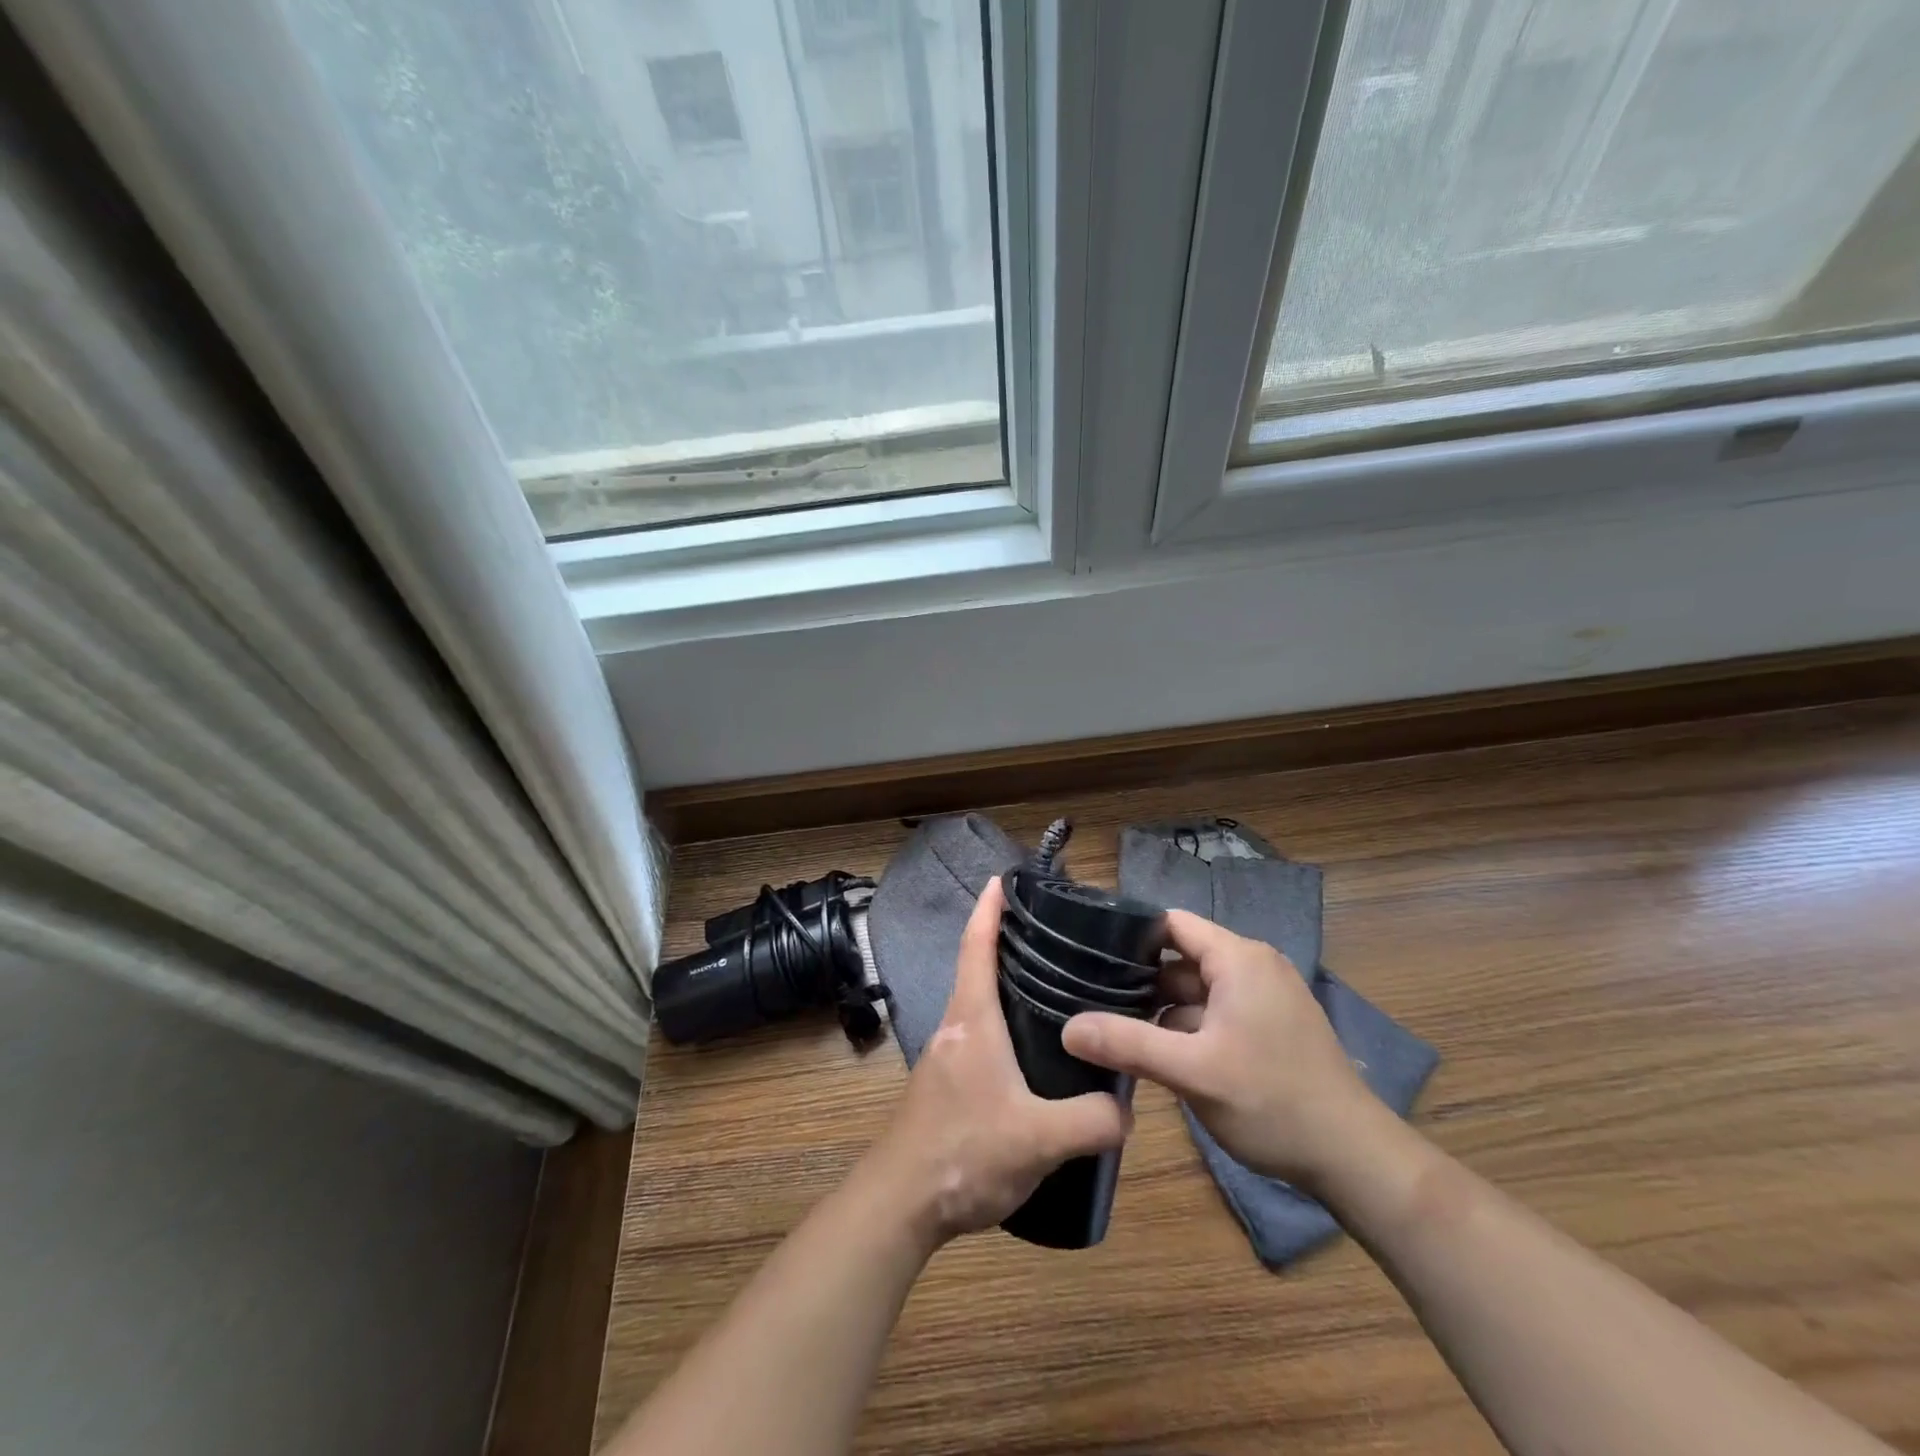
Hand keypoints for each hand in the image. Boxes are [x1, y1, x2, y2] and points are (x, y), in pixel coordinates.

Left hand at [859, 878, 1131, 1244]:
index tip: (1003, 879)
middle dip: (1007, 944)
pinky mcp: (946, 1084)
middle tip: (1054, 935)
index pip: (977, 947)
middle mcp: (955, 1027)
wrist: (899, 1203)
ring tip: (1054, 989)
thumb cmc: (963, 1153)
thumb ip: (1092, 1122)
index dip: (989, 909)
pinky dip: (1002, 1023)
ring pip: (978, 1004)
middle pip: (978, 968)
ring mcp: (946, 1057)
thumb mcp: (1039, 1140)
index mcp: (972, 1020)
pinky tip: (1033, 1053)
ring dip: (1005, 986)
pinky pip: (978, 1036)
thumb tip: (1126, 1111)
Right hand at [1061, 910, 1376, 1188]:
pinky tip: (1160, 1053)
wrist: (1354, 1159)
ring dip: (1164, 1008)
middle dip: (1141, 980)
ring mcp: (1267, 996)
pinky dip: (1189, 1025)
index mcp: (1238, 958)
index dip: (1130, 936)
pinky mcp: (1272, 1025)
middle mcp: (1254, 965)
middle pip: (1182, 957)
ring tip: (1116, 1028)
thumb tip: (1067, 1029)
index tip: (1089, 958)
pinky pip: (1218, 1010)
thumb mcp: (1192, 1072)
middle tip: (1092, 999)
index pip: (1172, 923)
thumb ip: (1127, 1044)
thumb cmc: (1271, 1101)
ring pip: (1198, 988)